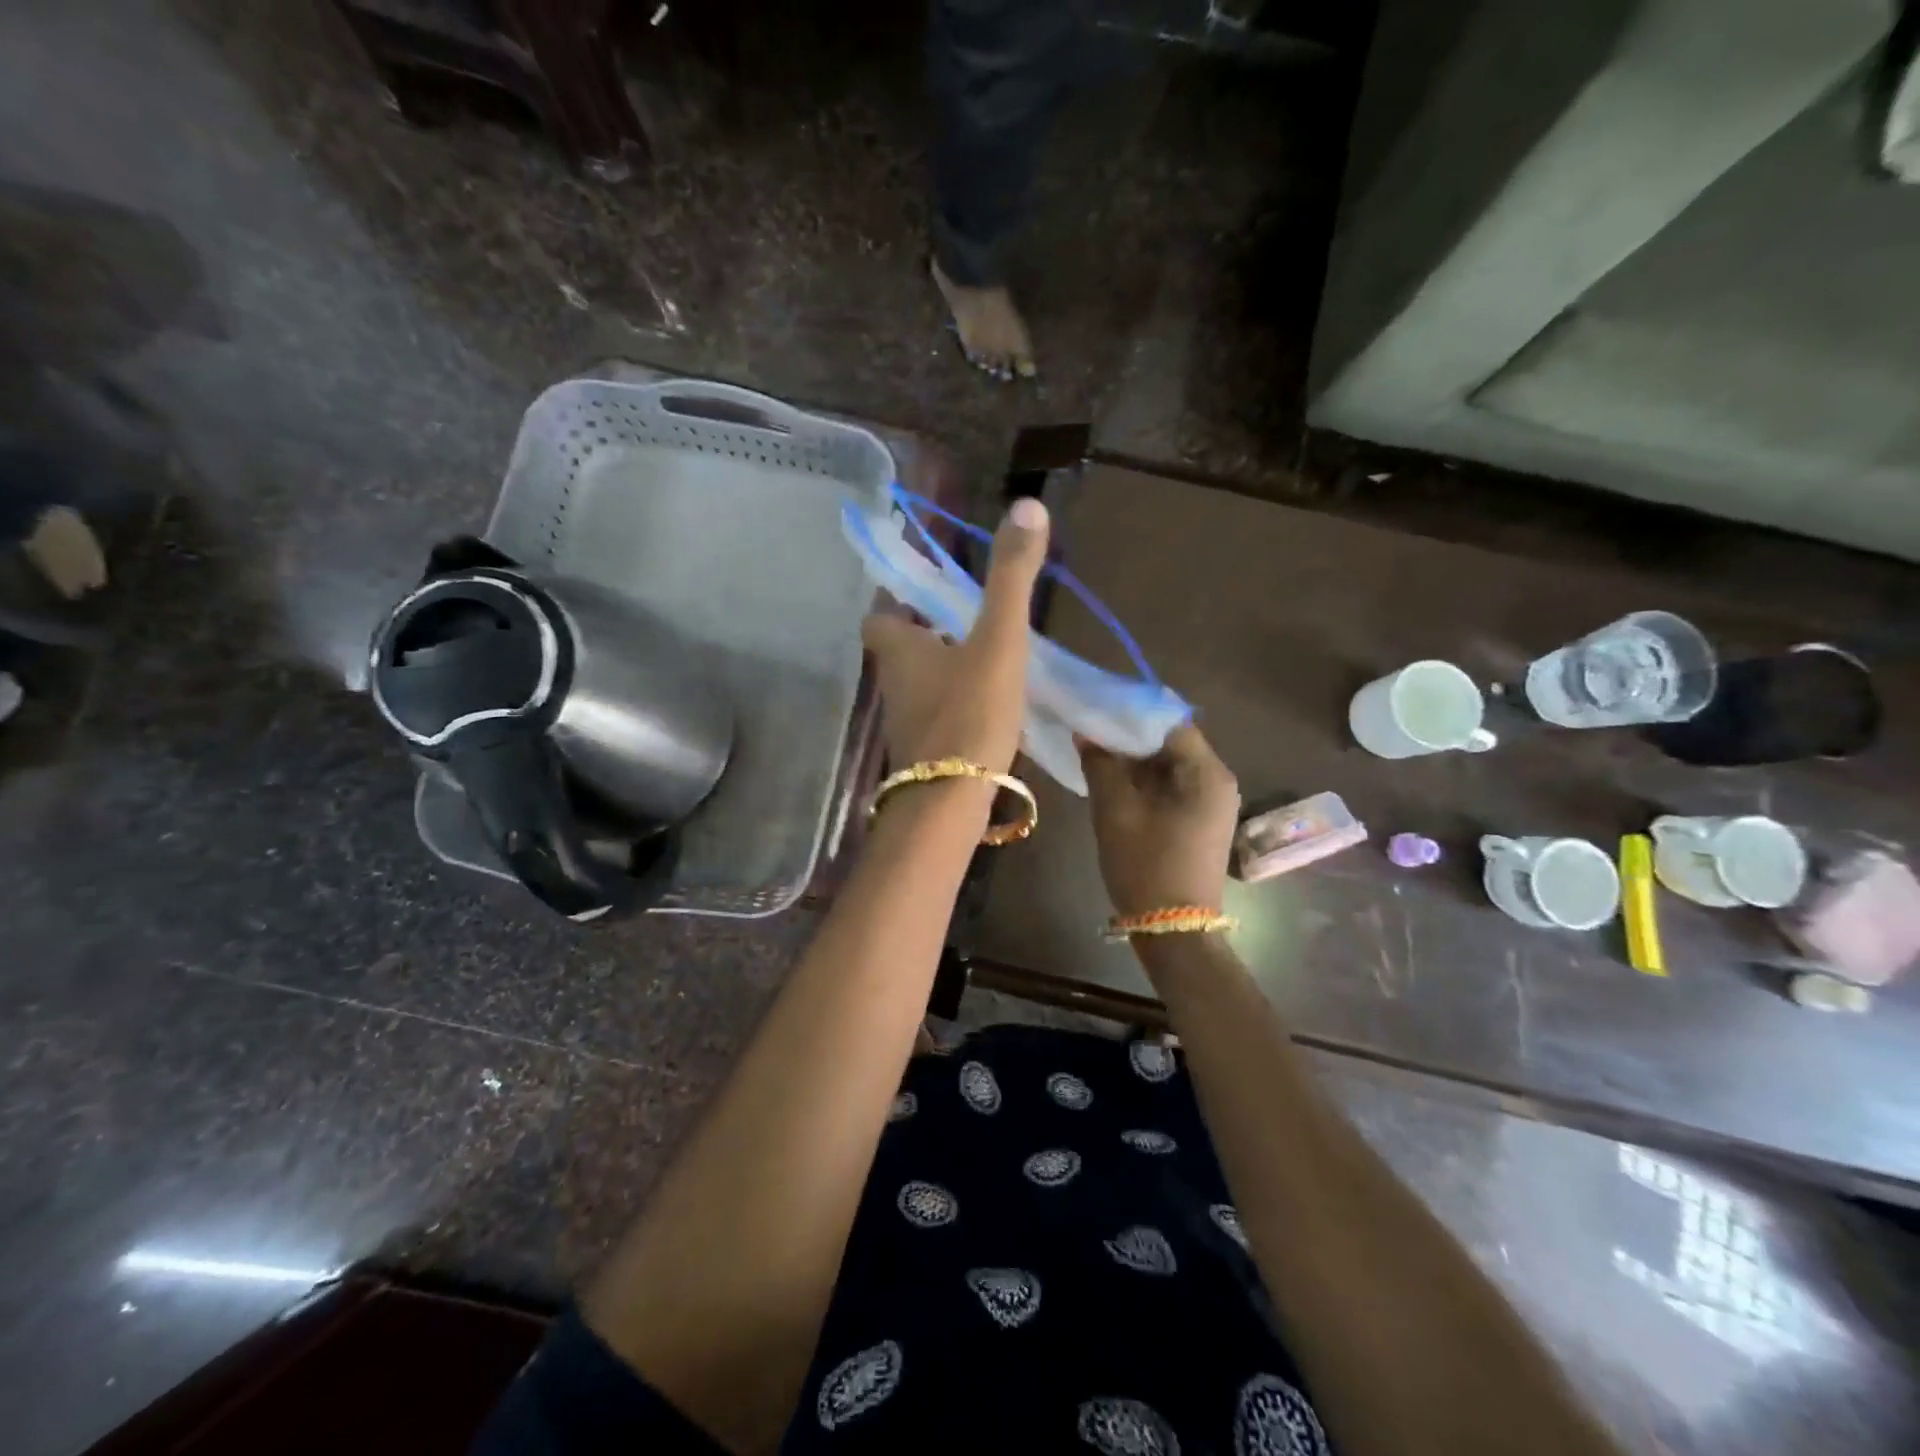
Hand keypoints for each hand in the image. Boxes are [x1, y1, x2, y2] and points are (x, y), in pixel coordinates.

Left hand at [861, 497, 1050, 772]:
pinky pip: (938, 719)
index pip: (879, 618)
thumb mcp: (997, 640)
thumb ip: (1011, 578)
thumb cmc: (969, 713)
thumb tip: (1028, 506)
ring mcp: (906, 724)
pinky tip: (992, 712)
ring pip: (921, 687)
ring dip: (947, 674)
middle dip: (930, 638)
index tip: (933, 600)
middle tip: (973, 628)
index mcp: (899, 650)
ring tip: (991, 666)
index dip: (898, 606)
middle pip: (902, 652)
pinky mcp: (924, 755)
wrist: (951, 802)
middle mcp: (893, 685)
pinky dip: (958, 709)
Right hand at [1079, 723, 1240, 914]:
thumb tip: (1087, 733)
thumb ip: (1100, 765)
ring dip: (1134, 760)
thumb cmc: (1146, 866)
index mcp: (1206, 773)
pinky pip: (1171, 787)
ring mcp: (1212, 803)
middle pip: (1171, 742)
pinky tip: (1113, 783)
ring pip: (1169, 765)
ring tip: (1095, 754)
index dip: (1132, 713)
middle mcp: (1217, 781)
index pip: (1170, 722)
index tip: (1097, 709)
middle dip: (1130, 737)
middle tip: (1090, 731)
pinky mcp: (1201, 821)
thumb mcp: (1115, 812)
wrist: (1174, 931)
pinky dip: (1144, 781)